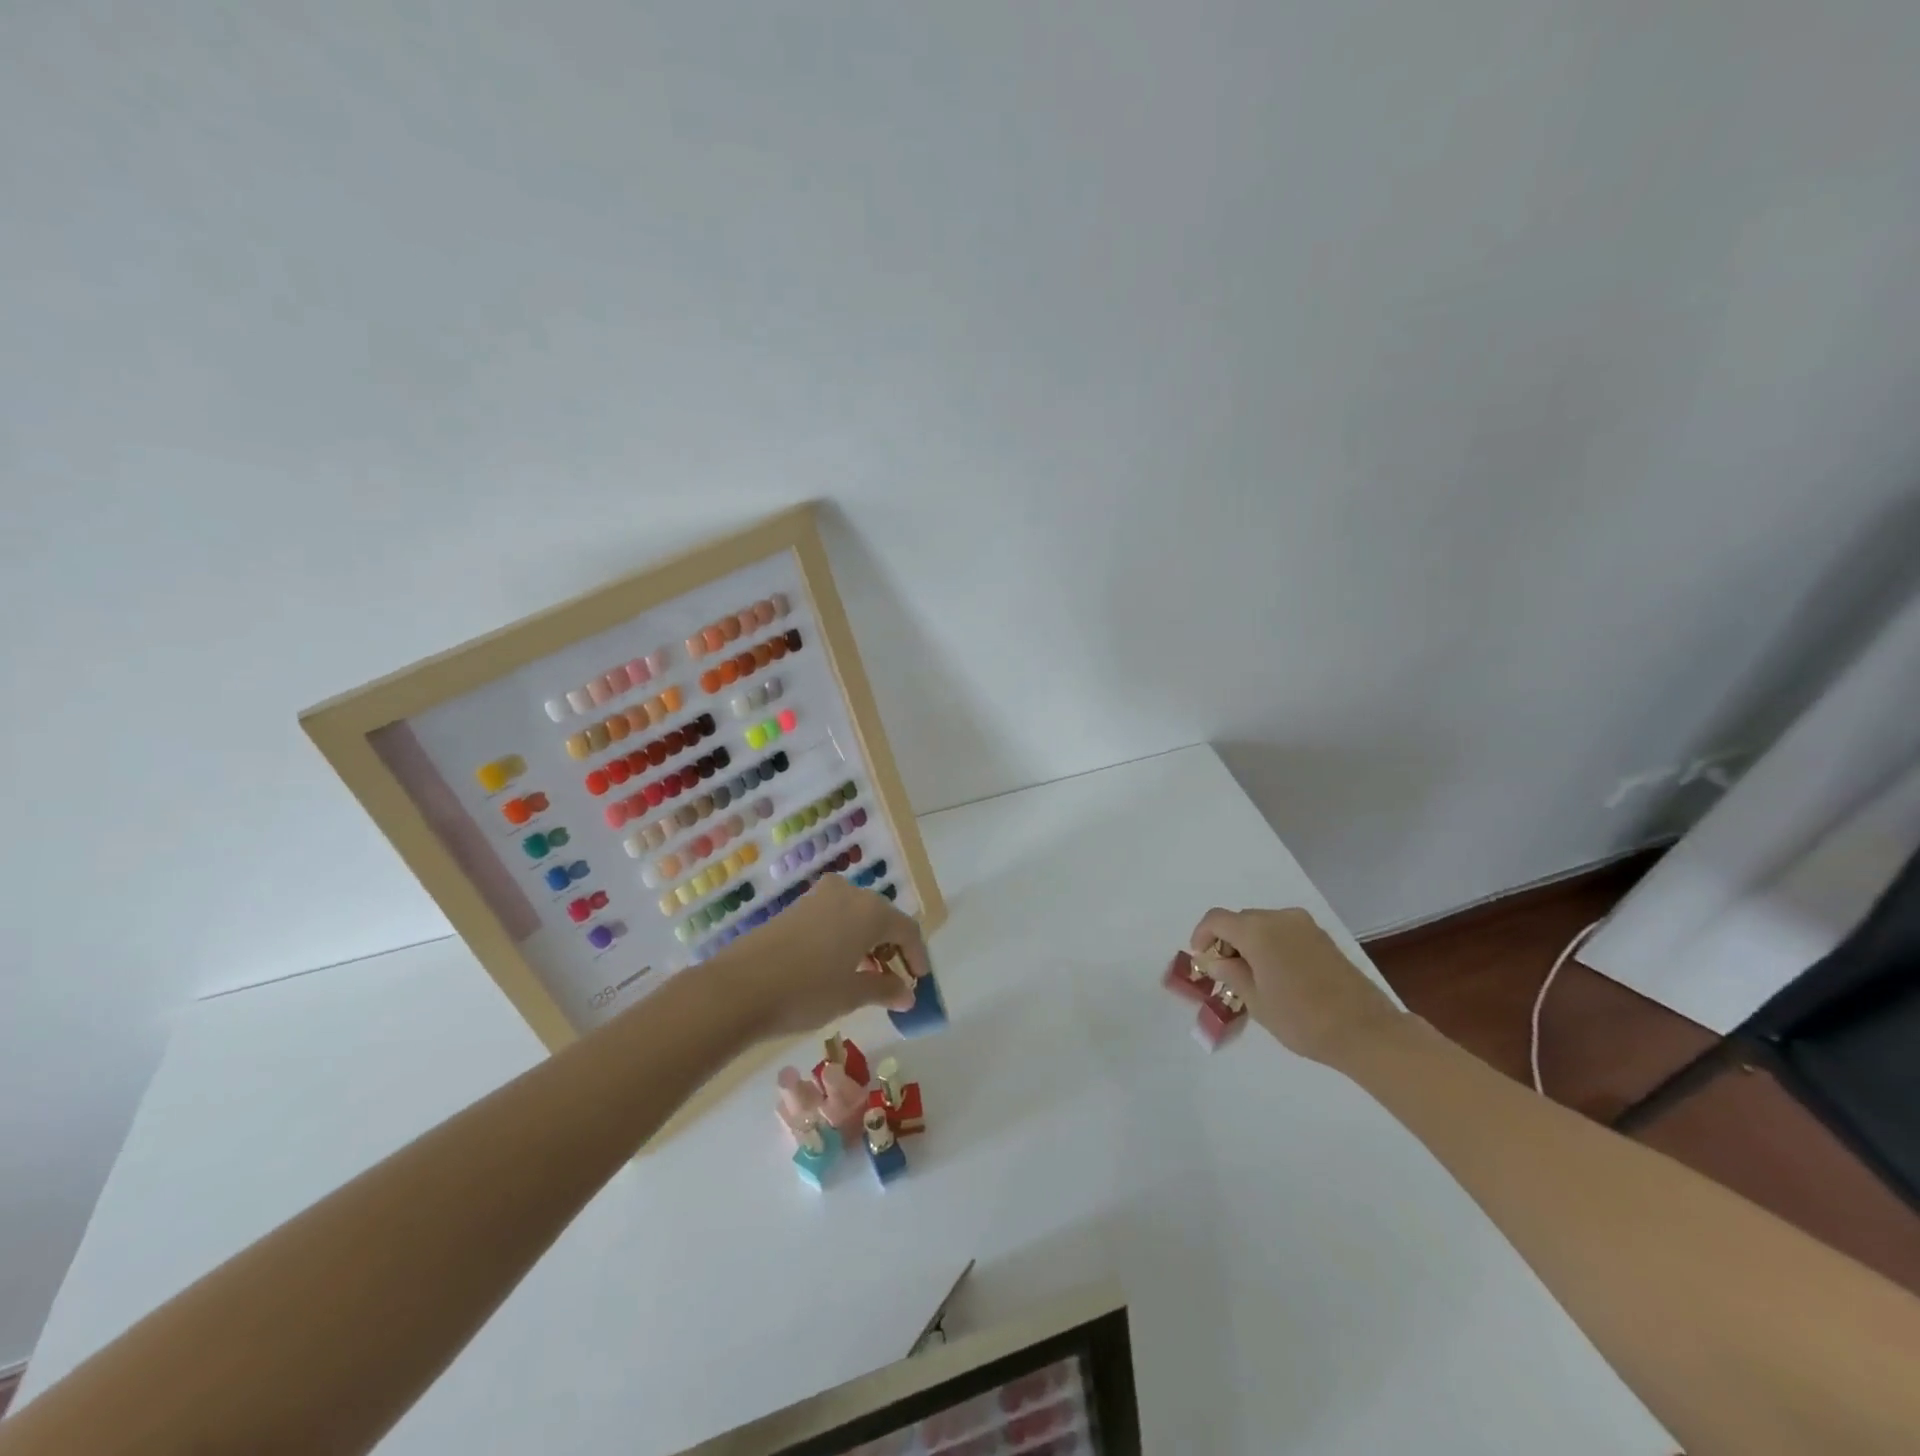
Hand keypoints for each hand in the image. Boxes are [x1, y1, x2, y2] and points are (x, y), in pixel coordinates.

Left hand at [711, 874, 926, 1039]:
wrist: (737, 988)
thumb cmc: (805, 991)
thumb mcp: (851, 994)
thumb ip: (884, 989)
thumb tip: (908, 994)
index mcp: (870, 910)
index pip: (906, 929)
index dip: (917, 955)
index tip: (920, 981)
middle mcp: (849, 894)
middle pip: (882, 918)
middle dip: (892, 948)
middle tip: (895, 979)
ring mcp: (819, 897)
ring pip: (856, 915)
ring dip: (867, 942)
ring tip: (866, 975)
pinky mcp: (796, 907)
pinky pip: (834, 917)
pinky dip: (844, 937)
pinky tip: (837, 964)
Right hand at [1189, 906, 1404, 1065]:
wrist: (1367, 1031)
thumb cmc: (1302, 1018)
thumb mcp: (1255, 1000)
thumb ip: (1229, 973)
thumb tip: (1214, 960)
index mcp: (1257, 930)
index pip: (1216, 919)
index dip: (1202, 936)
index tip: (1201, 960)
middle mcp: (1279, 917)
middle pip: (1241, 920)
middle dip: (1227, 942)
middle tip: (1225, 975)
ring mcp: (1304, 925)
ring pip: (1264, 925)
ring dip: (1250, 944)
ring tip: (1253, 978)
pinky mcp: (1322, 937)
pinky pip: (1285, 932)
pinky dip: (1272, 946)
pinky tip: (1278, 976)